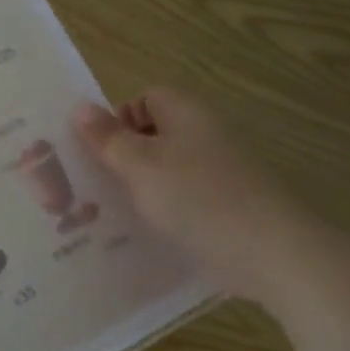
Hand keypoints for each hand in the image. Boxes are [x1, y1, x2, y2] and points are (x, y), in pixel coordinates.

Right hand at [72, 87, 311, 303]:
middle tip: (99, 185)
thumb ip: (108, 138)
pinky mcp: (226, 204)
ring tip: (115, 212)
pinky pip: (184, 197)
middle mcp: (205, 134)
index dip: (119, 119)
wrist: (269, 252)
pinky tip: (148, 232)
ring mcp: (219, 170)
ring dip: (142, 186)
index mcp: (186, 113)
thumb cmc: (197, 198)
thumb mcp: (140, 165)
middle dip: (124, 156)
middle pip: (155, 133)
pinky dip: (165, 209)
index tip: (101, 152)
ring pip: (167, 168)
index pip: (145, 97)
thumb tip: (80, 107)